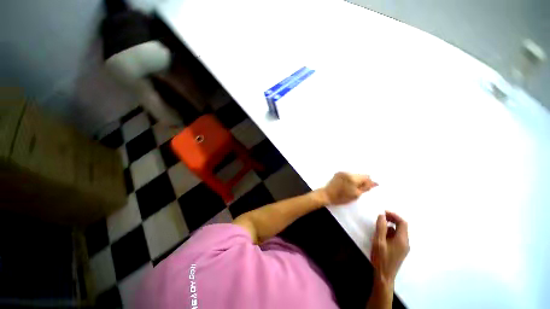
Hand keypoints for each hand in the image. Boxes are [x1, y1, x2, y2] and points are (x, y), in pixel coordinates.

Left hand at [322, 172, 377, 205]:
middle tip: (359, 189)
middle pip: (360, 175)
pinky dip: (349, 179)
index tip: (366, 188)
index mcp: (353, 178)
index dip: (368, 182)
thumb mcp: (356, 195)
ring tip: (352, 188)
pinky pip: (348, 175)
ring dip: (356, 180)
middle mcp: (348, 173)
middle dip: (362, 181)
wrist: (327, 194)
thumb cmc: (342, 197)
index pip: (366, 177)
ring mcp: (342, 172)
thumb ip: (366, 188)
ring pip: (354, 175)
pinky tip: (347, 185)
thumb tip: (375, 183)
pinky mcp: (338, 173)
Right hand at [371, 211, 409, 286]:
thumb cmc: (381, 258)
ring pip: (399, 232)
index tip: (383, 213)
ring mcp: (403, 248)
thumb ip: (381, 227)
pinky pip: (397, 238)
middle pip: (402, 227)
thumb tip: (382, 215)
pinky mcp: (400, 251)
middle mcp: (406, 243)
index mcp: (402, 240)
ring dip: (390, 226)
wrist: (384, 275)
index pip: (403, 223)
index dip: (394, 215)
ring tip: (379, 227)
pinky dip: (390, 233)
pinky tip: (381, 236)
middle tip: (381, 217)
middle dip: (392, 220)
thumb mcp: (378, 241)